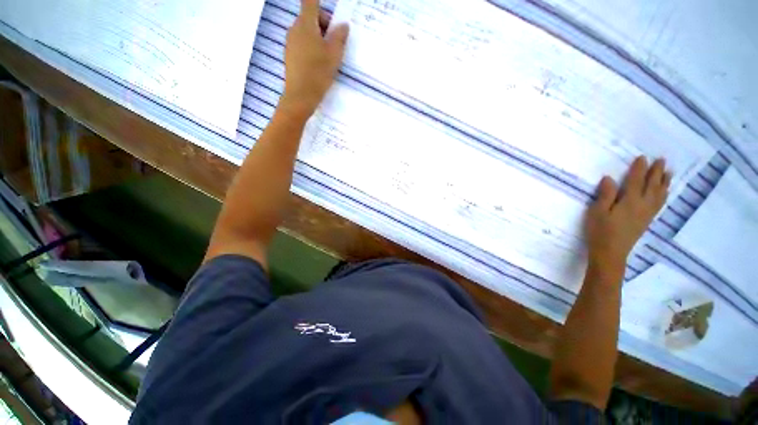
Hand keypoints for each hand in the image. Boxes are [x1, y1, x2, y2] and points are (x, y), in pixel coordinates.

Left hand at [280, 0, 348, 117]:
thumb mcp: (334, 54)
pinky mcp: (289, 54)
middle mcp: (295, 28)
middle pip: (310, 17)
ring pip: (306, 31)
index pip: (311, 1)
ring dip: (318, 37)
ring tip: (328, 56)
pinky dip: (311, 46)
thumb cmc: (318, 72)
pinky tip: (318, 63)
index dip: (320, 2)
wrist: (300, 95)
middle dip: (324, 25)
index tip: (331, 16)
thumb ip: (339, 37)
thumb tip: (343, 25)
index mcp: (306, 23)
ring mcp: (290, 42)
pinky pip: (302, 43)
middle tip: (335, 42)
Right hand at [585, 156, 670, 271]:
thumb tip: (609, 178)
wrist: (610, 253)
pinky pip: (659, 204)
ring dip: (664, 183)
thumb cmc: (600, 231)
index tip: (642, 157)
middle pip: (651, 186)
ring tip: (669, 173)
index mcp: (629, 202)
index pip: (636, 181)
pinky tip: (663, 193)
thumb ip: (605, 195)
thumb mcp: (597, 212)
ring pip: (659, 195)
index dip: (639, 169)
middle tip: (661, 160)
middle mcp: (642, 205)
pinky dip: (663, 195)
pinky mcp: (646, 221)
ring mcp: (646, 214)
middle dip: (656, 172)